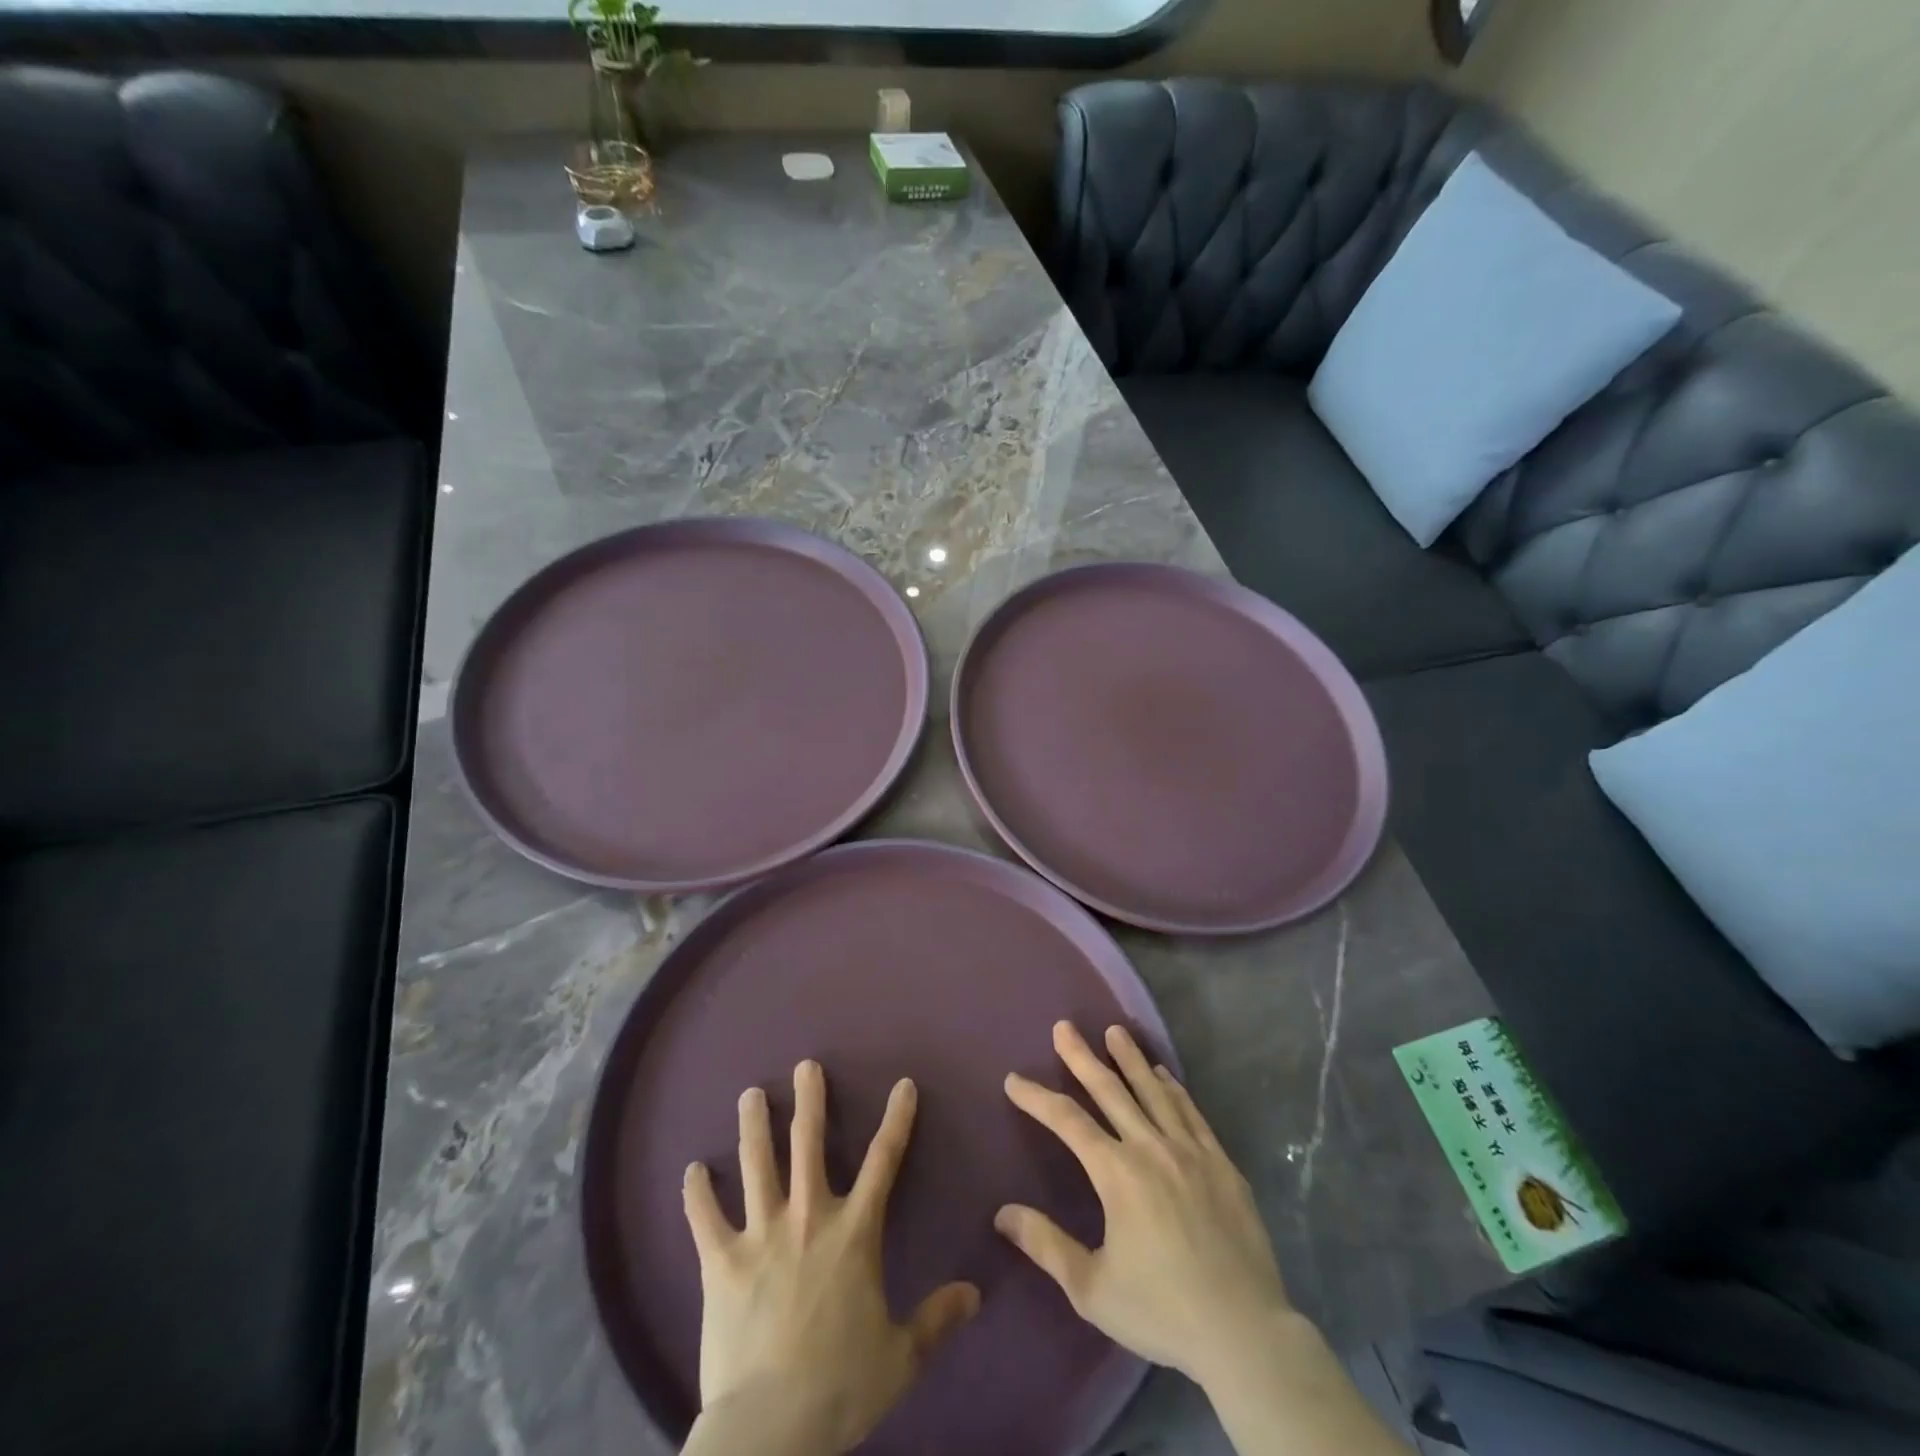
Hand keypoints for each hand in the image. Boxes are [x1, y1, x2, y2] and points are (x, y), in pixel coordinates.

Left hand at [681, 1061, 980, 1455]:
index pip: (884, 1162)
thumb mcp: (900, 1357)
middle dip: (810, 1100)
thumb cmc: (840, 1387)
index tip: (903, 1085)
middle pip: (809, 1143)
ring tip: (750, 1095)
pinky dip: (696, 1193)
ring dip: (753, 1127)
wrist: (770, 1430)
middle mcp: (808, 1217)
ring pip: (757, 1164)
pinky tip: (692, 1170)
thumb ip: (937, 1320)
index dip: (897, 1119)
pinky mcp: (720, 1262)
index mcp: (854, 1233)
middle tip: (806, 1066)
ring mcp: (761, 1235)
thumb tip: (975, 1294)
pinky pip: (705, 1219)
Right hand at [994, 1022, 1293, 1389]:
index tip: (1014, 1079)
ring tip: (1114, 1031)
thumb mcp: (1092, 1288)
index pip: (1067, 1121)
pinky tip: (1163, 1074)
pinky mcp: (1221, 1164)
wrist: (1245, 1334)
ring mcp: (1191, 1152)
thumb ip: (1047, 1245)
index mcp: (1117, 1174)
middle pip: (1110, 1090)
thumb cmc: (1162, 1312)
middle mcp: (1151, 1148)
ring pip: (1153, 1091)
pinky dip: (1173, 1089)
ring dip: (1130, 1059)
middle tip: (1064, 1027)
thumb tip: (1003, 1213)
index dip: (1037, 1097)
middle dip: (1082, 1057)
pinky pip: (1191, 1113)